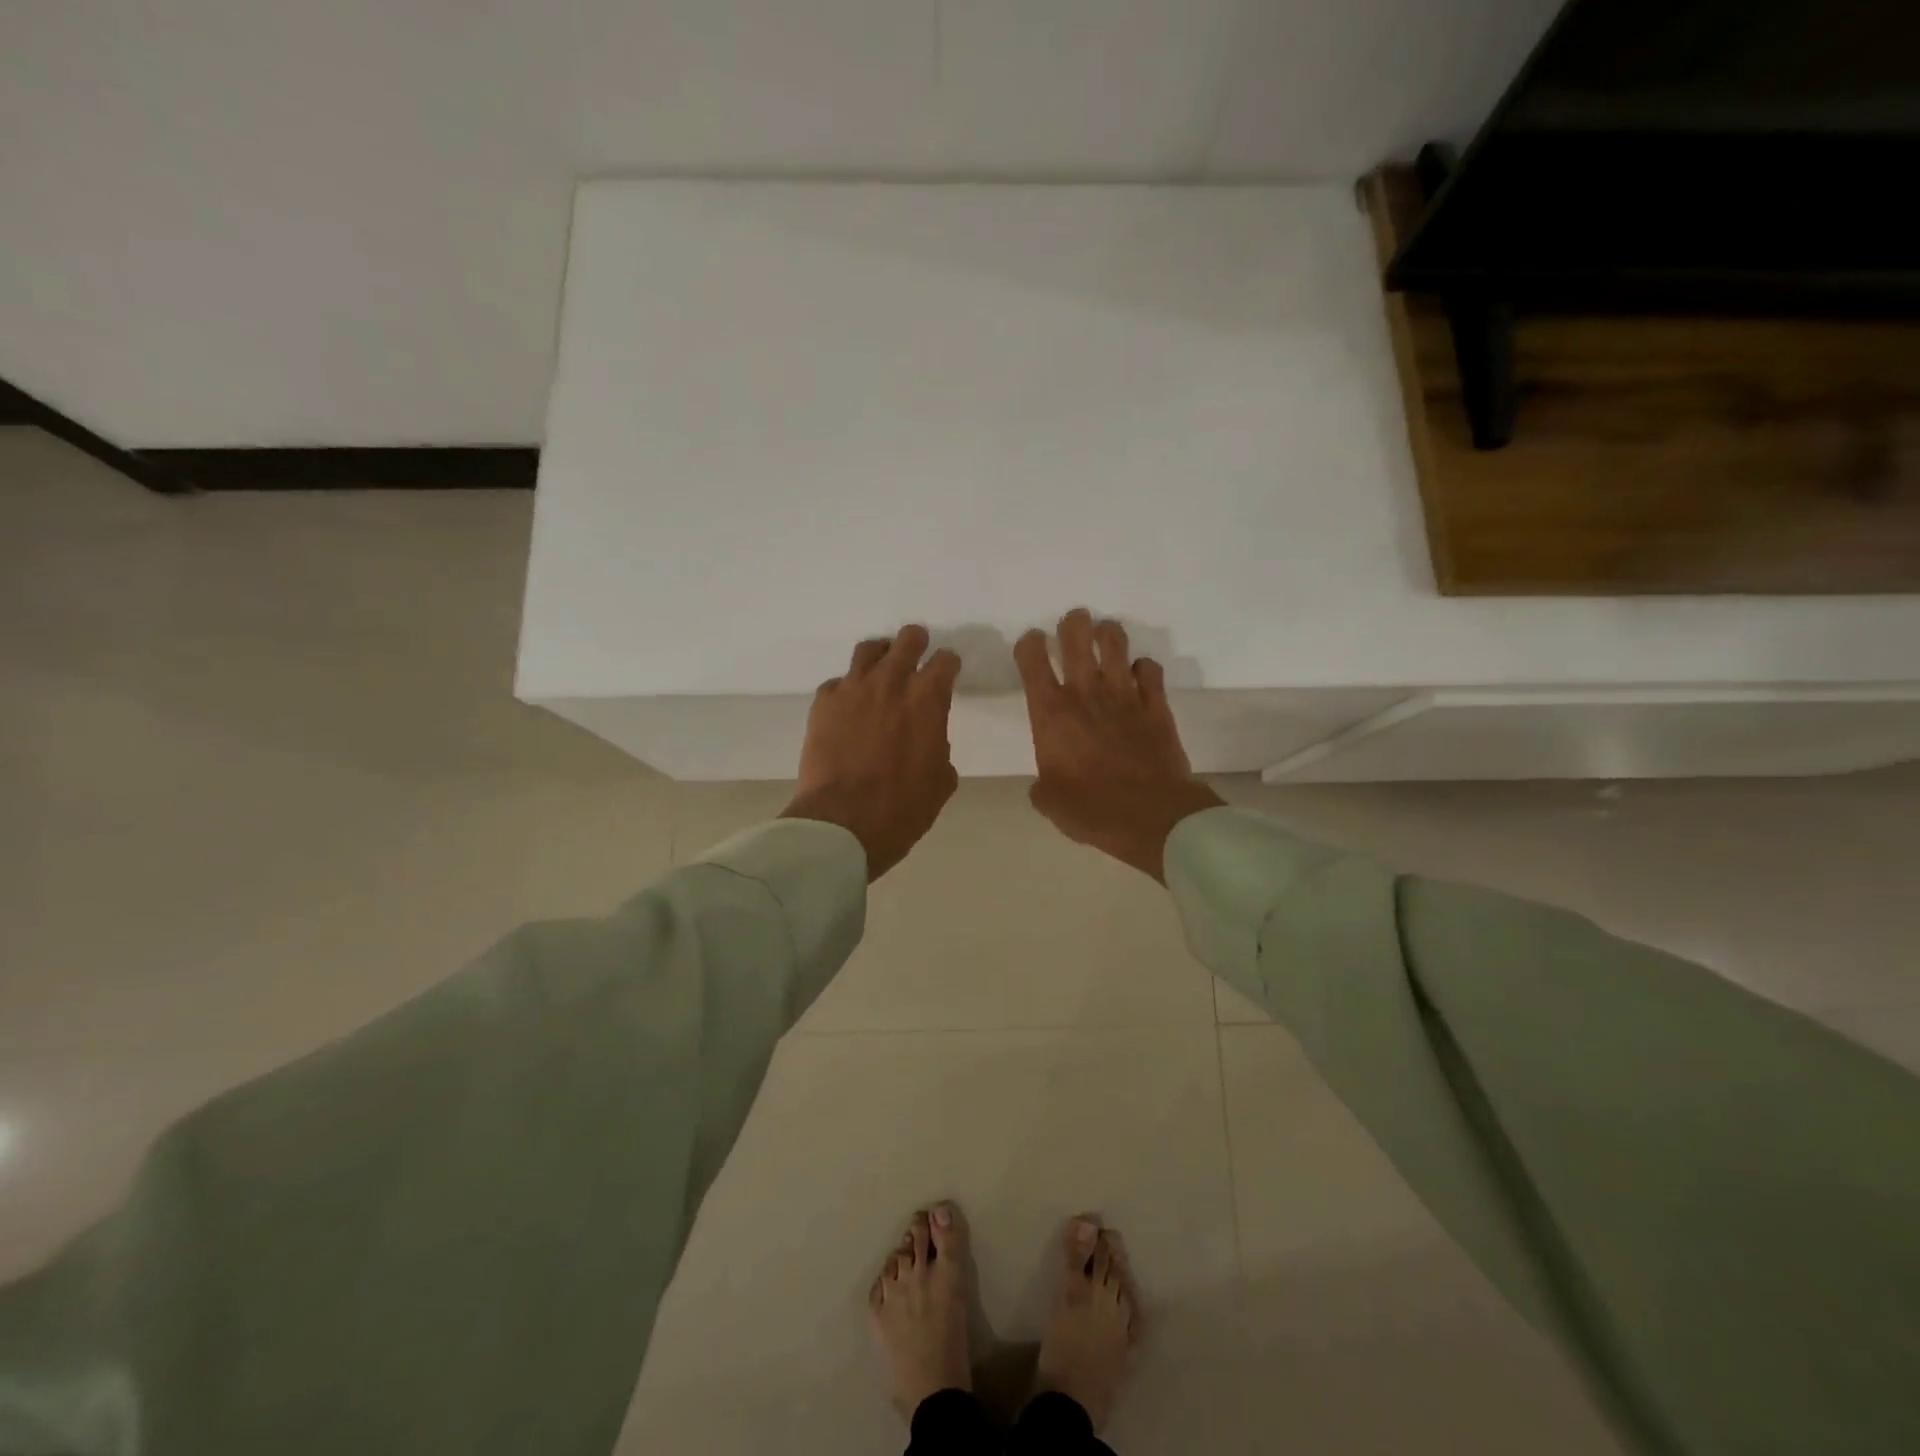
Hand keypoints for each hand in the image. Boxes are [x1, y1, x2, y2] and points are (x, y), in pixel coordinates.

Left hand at [783, 625, 961, 881]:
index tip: (948, 671)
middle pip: (907, 640)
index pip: (945, 661)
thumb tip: (930, 741)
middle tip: (918, 651)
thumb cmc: (903, 808)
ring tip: (881, 667)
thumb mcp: (940, 782)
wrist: (843, 822)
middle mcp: (891, 682)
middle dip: (917, 643)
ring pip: (868, 650)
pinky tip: (849, 706)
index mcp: (928, 699)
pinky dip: (847, 689)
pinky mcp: (823, 703)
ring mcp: (853, 689)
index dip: (949, 664)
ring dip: (881, 655)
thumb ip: (939, 748)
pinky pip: (837, 682)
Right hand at [1016, 610, 1223, 882]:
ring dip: (1107, 633)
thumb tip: (1046, 782)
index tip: (1031, 644)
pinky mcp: (1156, 705)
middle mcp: (1086, 693)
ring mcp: (1125, 694)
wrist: (1152, 816)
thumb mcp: (1049, 802)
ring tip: (1104, 634)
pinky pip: (1150, 669)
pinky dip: (1143, 667)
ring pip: (1115, 643)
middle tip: (1073, 623)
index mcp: (1051, 713)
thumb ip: (1043, 784)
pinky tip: (1139, 674)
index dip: (1029, 644)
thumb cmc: (1091, 809)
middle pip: (1076, 637)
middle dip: (1072, 623)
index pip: (1032, 661)